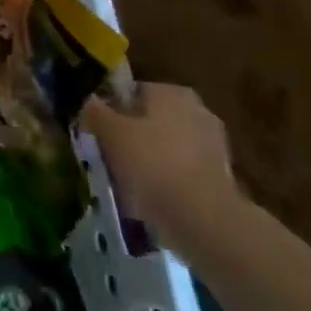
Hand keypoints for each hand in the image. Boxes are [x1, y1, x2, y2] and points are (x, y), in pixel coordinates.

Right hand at [81, 84, 238, 246]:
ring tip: (125, 181)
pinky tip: (149, 198)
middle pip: (150, 119)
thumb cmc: (152, 163)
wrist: (204, 218)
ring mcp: (213, 145)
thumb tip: (89, 102)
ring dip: (148, 159)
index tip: (96, 132)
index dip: (110, 110)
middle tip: (108, 156)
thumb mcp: (110, 132)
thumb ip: (95, 112)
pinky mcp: (221, 177)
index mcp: (171, 92)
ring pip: (166, 146)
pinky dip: (165, 180)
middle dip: (131, 135)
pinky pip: (180, 171)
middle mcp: (197, 110)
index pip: (131, 92)